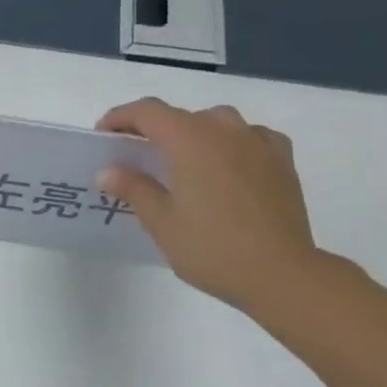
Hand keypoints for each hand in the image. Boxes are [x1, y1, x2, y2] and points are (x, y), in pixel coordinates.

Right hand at [96, 97, 320, 313]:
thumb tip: (108, 171)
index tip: (104, 135)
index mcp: (191, 140)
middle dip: (154, 129)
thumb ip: (133, 188)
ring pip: (218, 122)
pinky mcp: (282, 160)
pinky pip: (251, 136)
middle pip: (181, 115)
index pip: (148, 112)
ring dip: (194, 133)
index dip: (121, 117)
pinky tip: (228, 165)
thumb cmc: (212, 248)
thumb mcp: (161, 222)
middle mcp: (225, 130)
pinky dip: (232, 143)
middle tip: (138, 157)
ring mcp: (259, 143)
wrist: (282, 274)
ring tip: (183, 161)